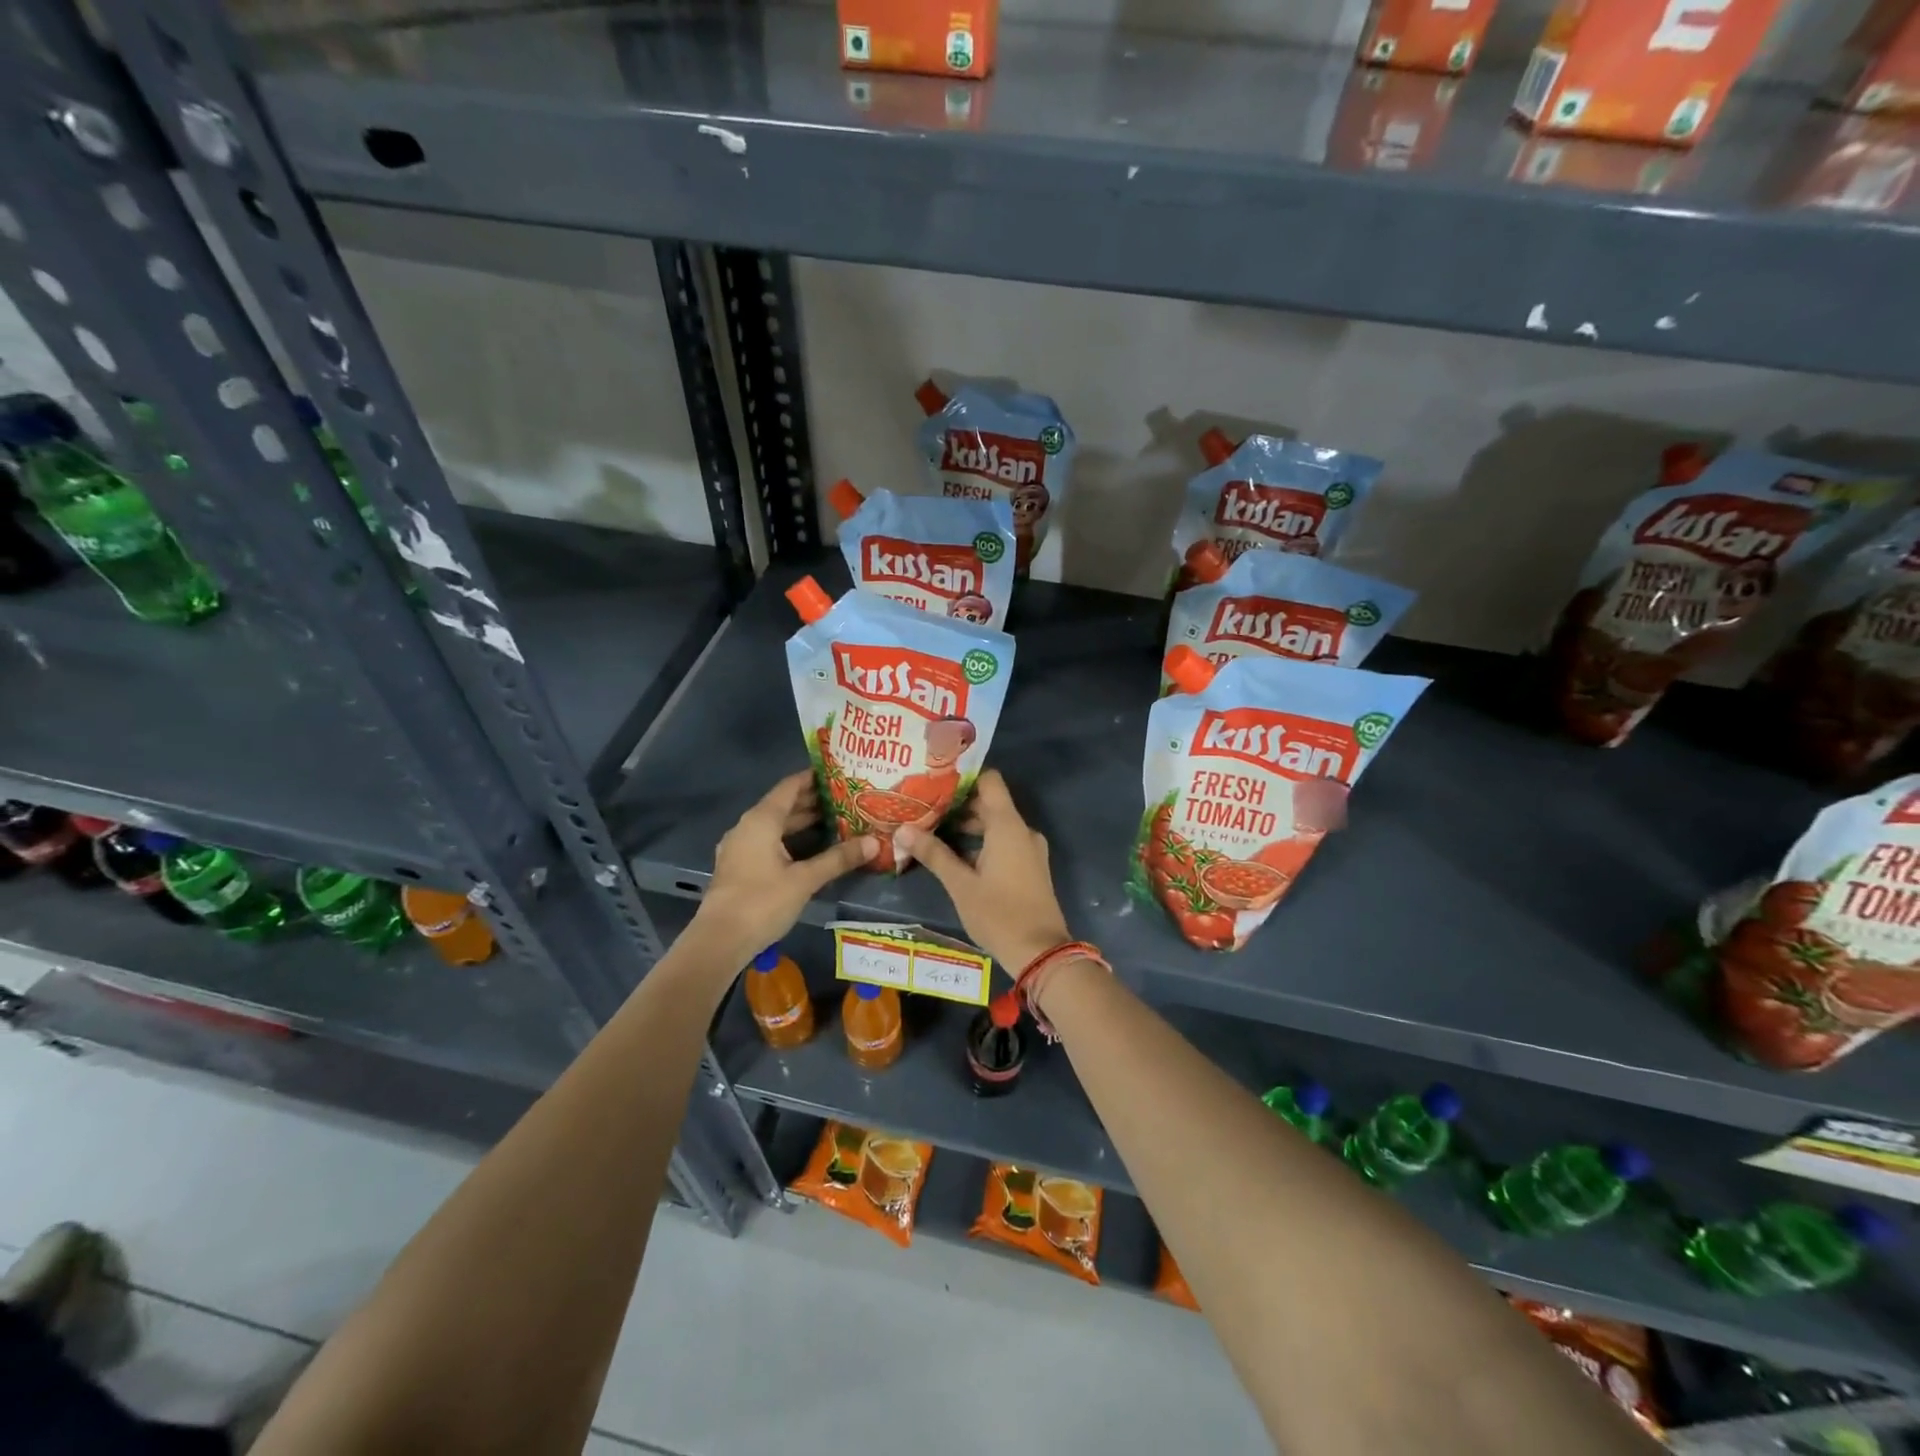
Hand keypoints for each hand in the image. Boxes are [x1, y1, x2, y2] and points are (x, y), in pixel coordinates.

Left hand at [693, 771, 875, 962]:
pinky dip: (789, 840)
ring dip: (802, 823)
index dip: (814, 778)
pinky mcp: (739, 867)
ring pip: (775, 826)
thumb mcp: (805, 879)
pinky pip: (768, 842)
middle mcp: (747, 826)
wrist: (719, 941)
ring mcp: (740, 847)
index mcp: (761, 820)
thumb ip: (838, 858)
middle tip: (847, 800)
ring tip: (835, 822)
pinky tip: (811, 850)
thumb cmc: (762, 902)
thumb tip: (874, 842)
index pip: (790, 786)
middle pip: (783, 805)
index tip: (840, 774)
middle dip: (813, 802)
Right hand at [897, 770, 1070, 972]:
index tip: (935, 780)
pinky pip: (1004, 842)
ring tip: (932, 830)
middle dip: (958, 805)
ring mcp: (1029, 849)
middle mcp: (1021, 830)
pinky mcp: (1030, 867)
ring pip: (996, 825)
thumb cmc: (999, 914)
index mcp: (1007, 826)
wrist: (1041, 952)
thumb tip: (903, 829)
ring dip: (968, 826)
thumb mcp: (960, 885)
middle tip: (924, 807)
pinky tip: (954, 854)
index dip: (964, 777)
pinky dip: (981, 842)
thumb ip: (934, 854)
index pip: (989, 781)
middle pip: (989, 803)